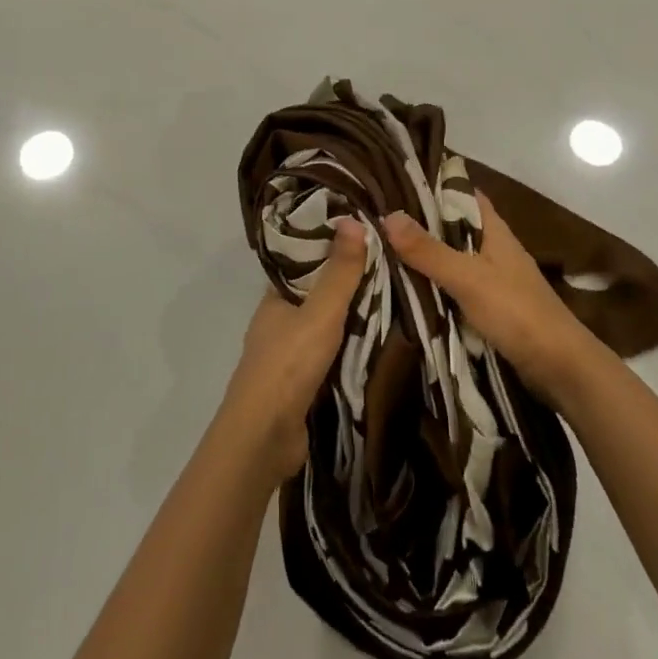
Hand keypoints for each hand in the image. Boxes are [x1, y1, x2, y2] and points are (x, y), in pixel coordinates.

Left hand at [216, 218, 367, 484]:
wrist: (264, 438)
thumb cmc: (288, 366)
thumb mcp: (320, 313)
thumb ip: (339, 272)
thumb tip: (353, 220)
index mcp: (274, 299)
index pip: (303, 263)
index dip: (329, 248)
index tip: (365, 236)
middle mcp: (277, 323)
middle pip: (315, 295)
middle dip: (346, 285)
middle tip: (390, 269)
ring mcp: (286, 357)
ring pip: (323, 328)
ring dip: (350, 320)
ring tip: (393, 302)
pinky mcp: (299, 386)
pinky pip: (328, 357)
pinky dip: (349, 350)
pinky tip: (377, 346)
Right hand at [383, 192, 598, 409]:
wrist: (559, 367)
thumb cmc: (516, 312)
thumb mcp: (467, 277)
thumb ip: (428, 250)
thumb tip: (388, 215)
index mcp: (494, 230)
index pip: (461, 194)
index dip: (432, 185)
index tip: (395, 182)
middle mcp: (493, 248)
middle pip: (451, 226)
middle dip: (419, 223)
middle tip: (376, 217)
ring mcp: (492, 278)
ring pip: (451, 257)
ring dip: (423, 256)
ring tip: (380, 249)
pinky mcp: (489, 306)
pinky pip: (454, 286)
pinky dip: (433, 284)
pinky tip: (406, 286)